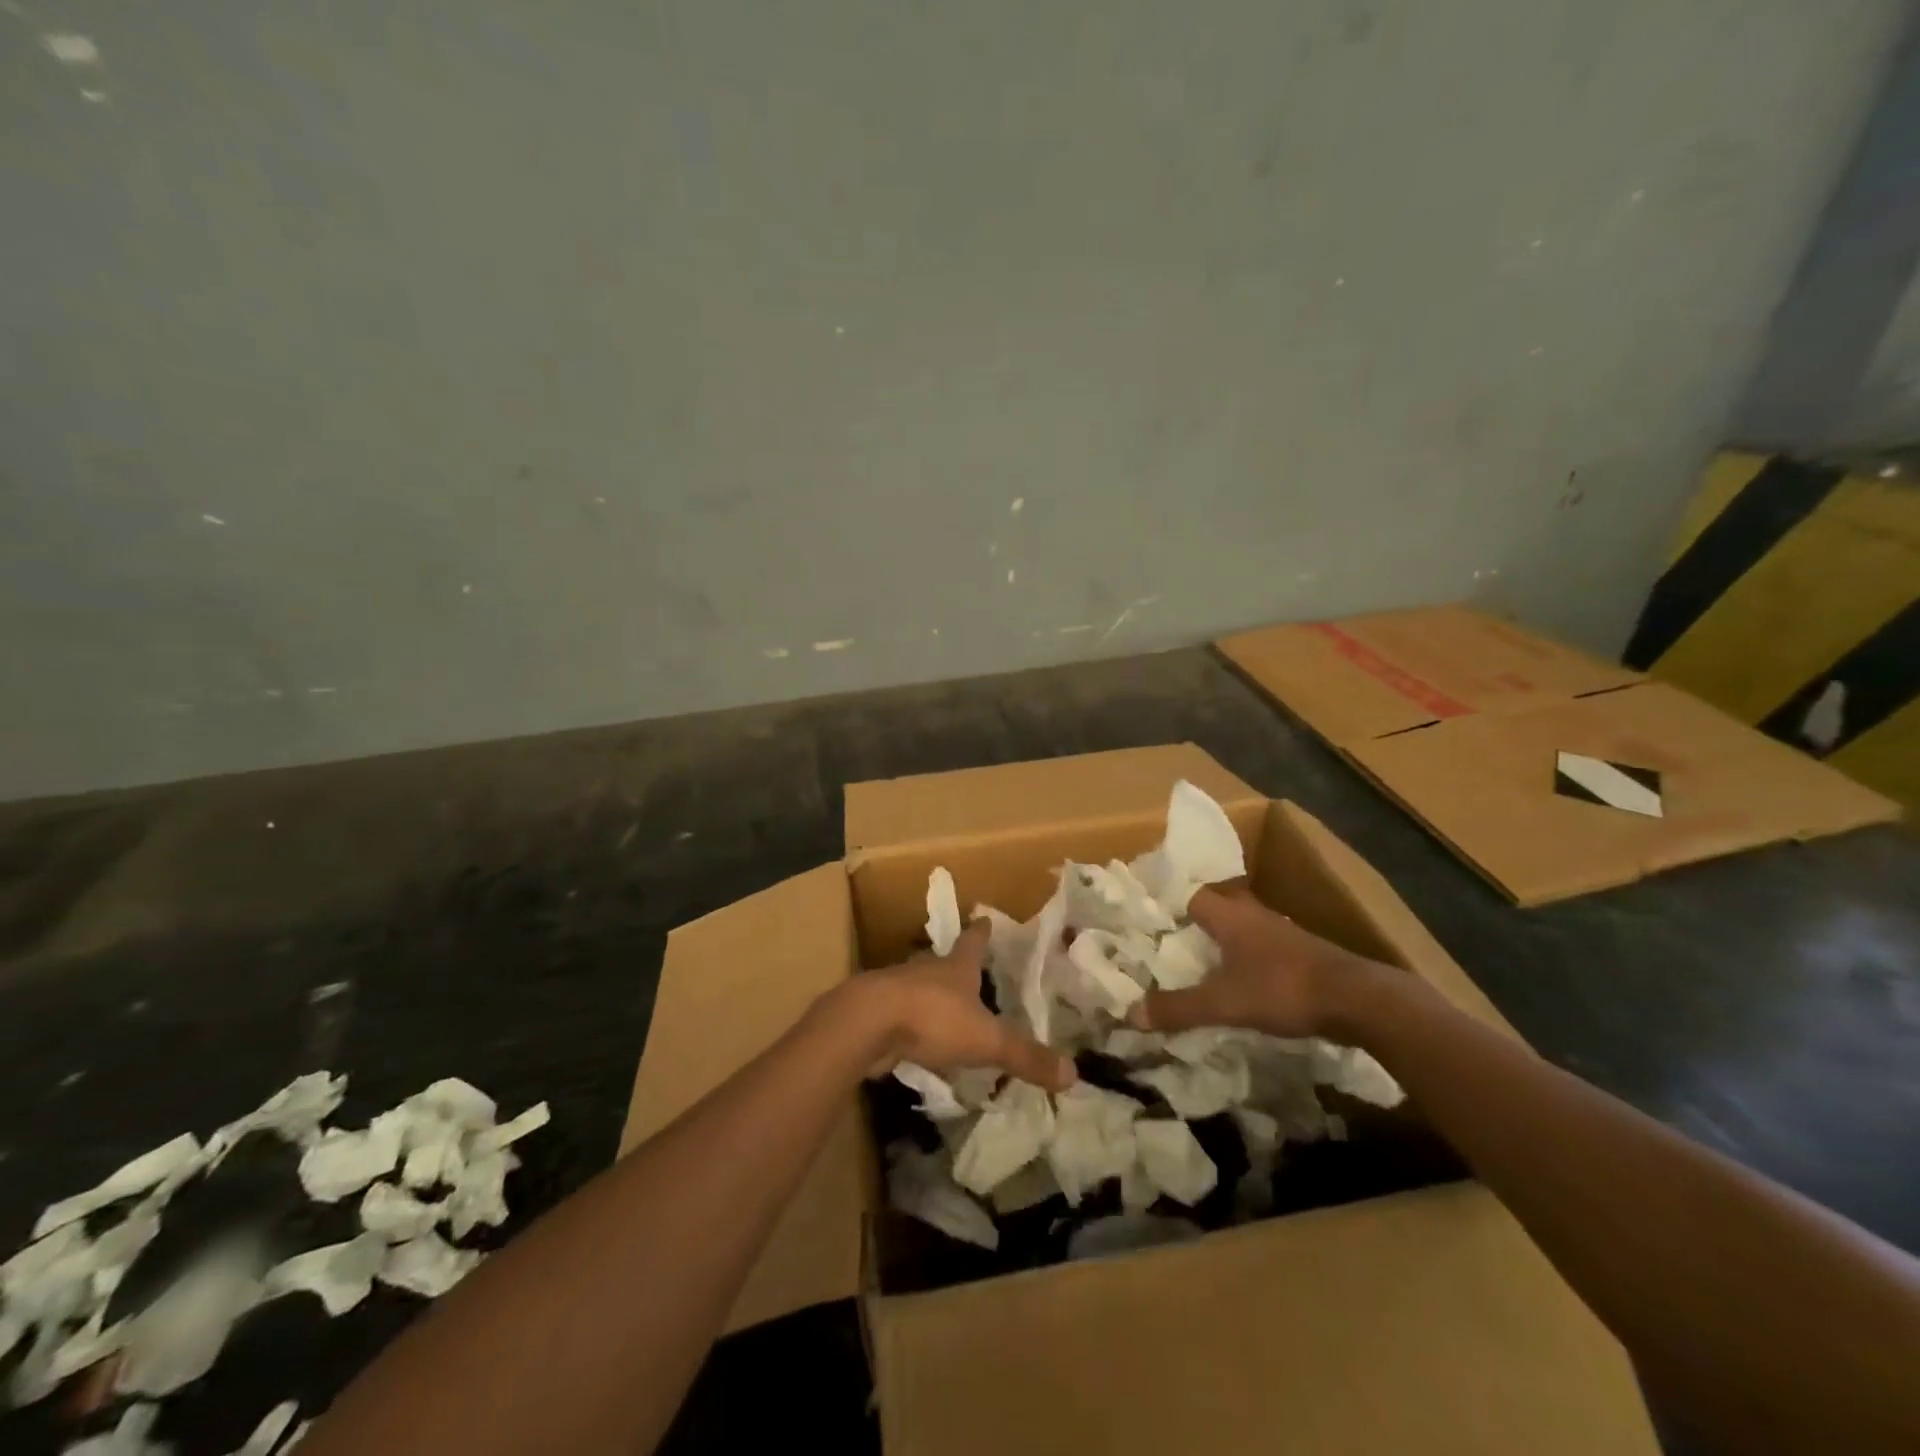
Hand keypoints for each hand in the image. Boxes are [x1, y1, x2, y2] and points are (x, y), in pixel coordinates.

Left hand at [853, 920, 1076, 1090]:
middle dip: (956, 967)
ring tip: (946, 1010)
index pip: (974, 942)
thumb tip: (1074, 1074)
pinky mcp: (876, 1014)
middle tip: (969, 973)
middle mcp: (927, 971)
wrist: (866, 1023)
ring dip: (931, 996)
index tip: (986, 920)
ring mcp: (897, 989)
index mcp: (956, 967)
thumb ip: (1025, 1057)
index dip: (982, 932)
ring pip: (919, 988)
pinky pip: (900, 1017)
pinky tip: (916, 1041)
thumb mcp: (986, 1040)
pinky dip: (910, 1025)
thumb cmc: (932, 1018)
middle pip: (944, 963)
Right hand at [1131, 885, 1385, 1038]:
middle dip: (1189, 928)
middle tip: (1163, 949)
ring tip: (1194, 968)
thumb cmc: (1282, 988)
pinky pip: (1257, 950)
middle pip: (1212, 911)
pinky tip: (1236, 984)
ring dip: (1218, 946)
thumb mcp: (1222, 1003)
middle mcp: (1252, 914)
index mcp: (1228, 914)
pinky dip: (1242, 962)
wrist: (1358, 1000)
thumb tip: (1130, 1014)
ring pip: (1237, 931)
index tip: (1145, 925)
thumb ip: (1178, 1008)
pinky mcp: (1299, 954)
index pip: (1187, 895)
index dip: (1166, 908)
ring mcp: (1279, 933)